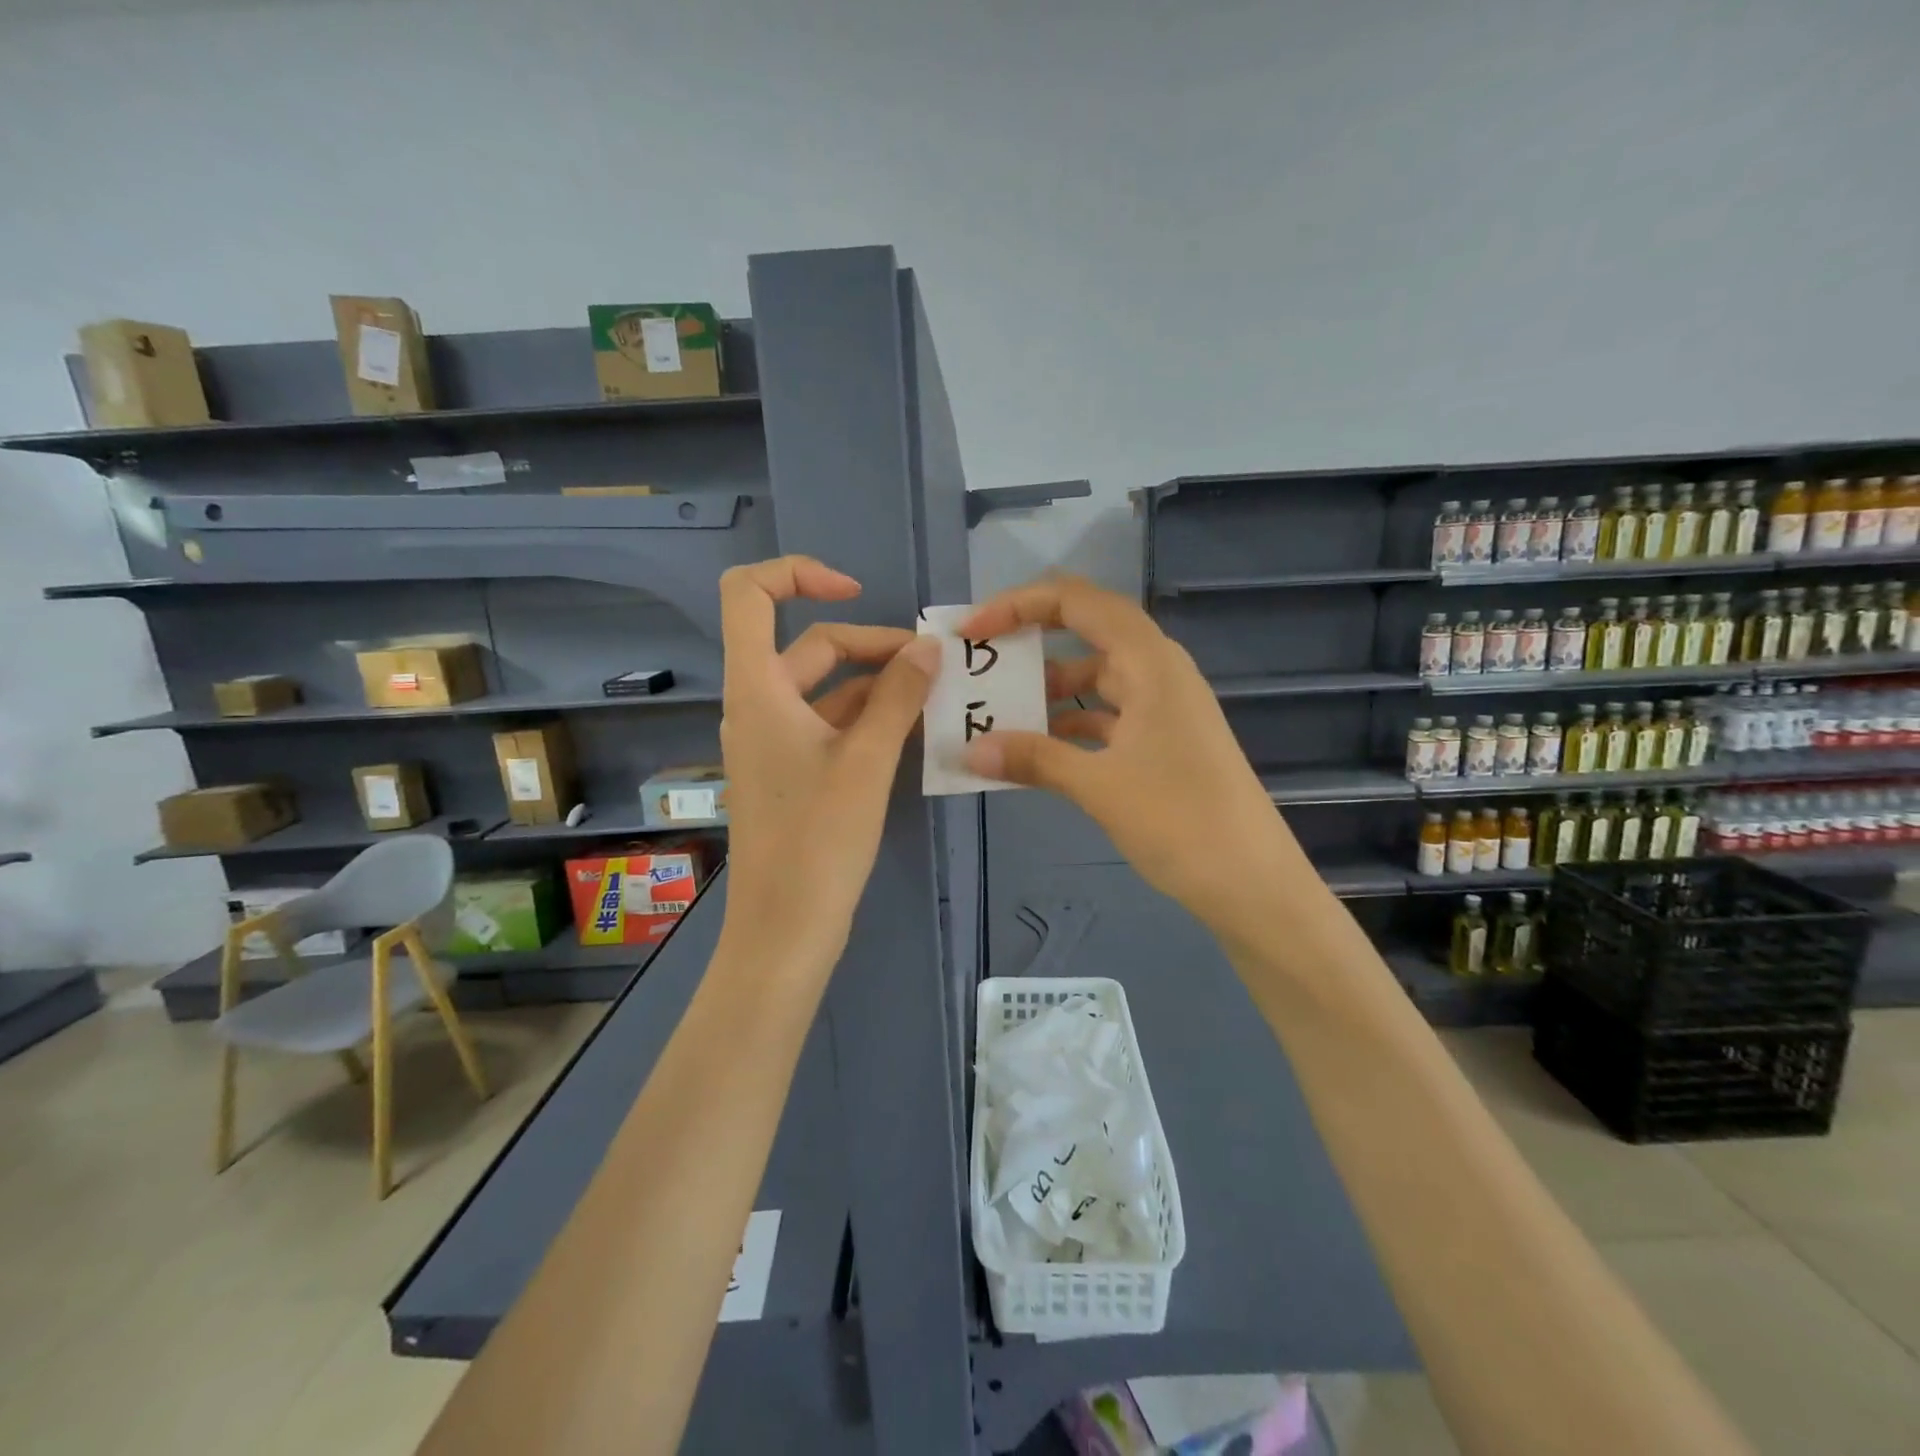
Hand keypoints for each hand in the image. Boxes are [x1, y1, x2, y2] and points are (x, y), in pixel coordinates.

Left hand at [717, 556, 940, 972]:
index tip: (855, 592)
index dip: (799, 574)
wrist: (785, 928)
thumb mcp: (867, 760)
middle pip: (811, 646)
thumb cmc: (818, 839)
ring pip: (827, 689)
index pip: (749, 594)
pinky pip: (830, 725)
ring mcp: (774, 741)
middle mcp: (758, 705)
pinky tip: (913, 731)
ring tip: (935, 696)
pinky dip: (869, 719)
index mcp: (758, 688)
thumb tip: (928, 647)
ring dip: (877, 685)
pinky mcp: (792, 772)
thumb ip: (897, 696)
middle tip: (931, 665)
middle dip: (872, 645)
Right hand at [959, 577, 1300, 936]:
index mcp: (1149, 662)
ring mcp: (1164, 706)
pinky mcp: (1165, 740)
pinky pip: (1107, 714)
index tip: (973, 632)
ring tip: (999, 709)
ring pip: (1096, 678)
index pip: (1077, 602)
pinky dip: (1071, 724)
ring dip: (1049, 689)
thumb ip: (1033, 759)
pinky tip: (1038, 748)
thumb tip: (971, 750)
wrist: (1252, 883)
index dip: (1019, 605)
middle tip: (982, 658)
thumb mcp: (1098, 786)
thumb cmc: (1180, 821)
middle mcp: (1159, 671)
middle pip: (1087, 631)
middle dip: (1031, 639)